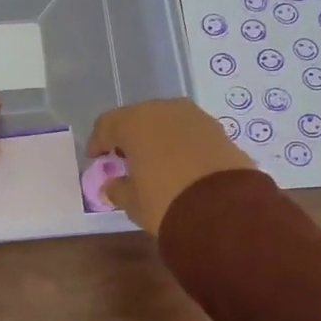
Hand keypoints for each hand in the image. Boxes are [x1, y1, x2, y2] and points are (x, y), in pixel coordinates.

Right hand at [85, 98, 255, 233]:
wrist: (225, 209)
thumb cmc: (165, 202)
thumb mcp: (133, 203)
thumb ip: (118, 189)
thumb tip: (112, 185)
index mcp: (135, 122)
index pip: (107, 124)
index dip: (98, 142)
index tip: (95, 158)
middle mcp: (164, 110)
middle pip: (138, 118)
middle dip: (129, 136)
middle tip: (124, 158)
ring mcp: (195, 117)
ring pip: (166, 122)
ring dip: (156, 138)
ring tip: (154, 161)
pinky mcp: (219, 130)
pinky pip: (189, 133)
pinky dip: (180, 144)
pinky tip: (180, 163)